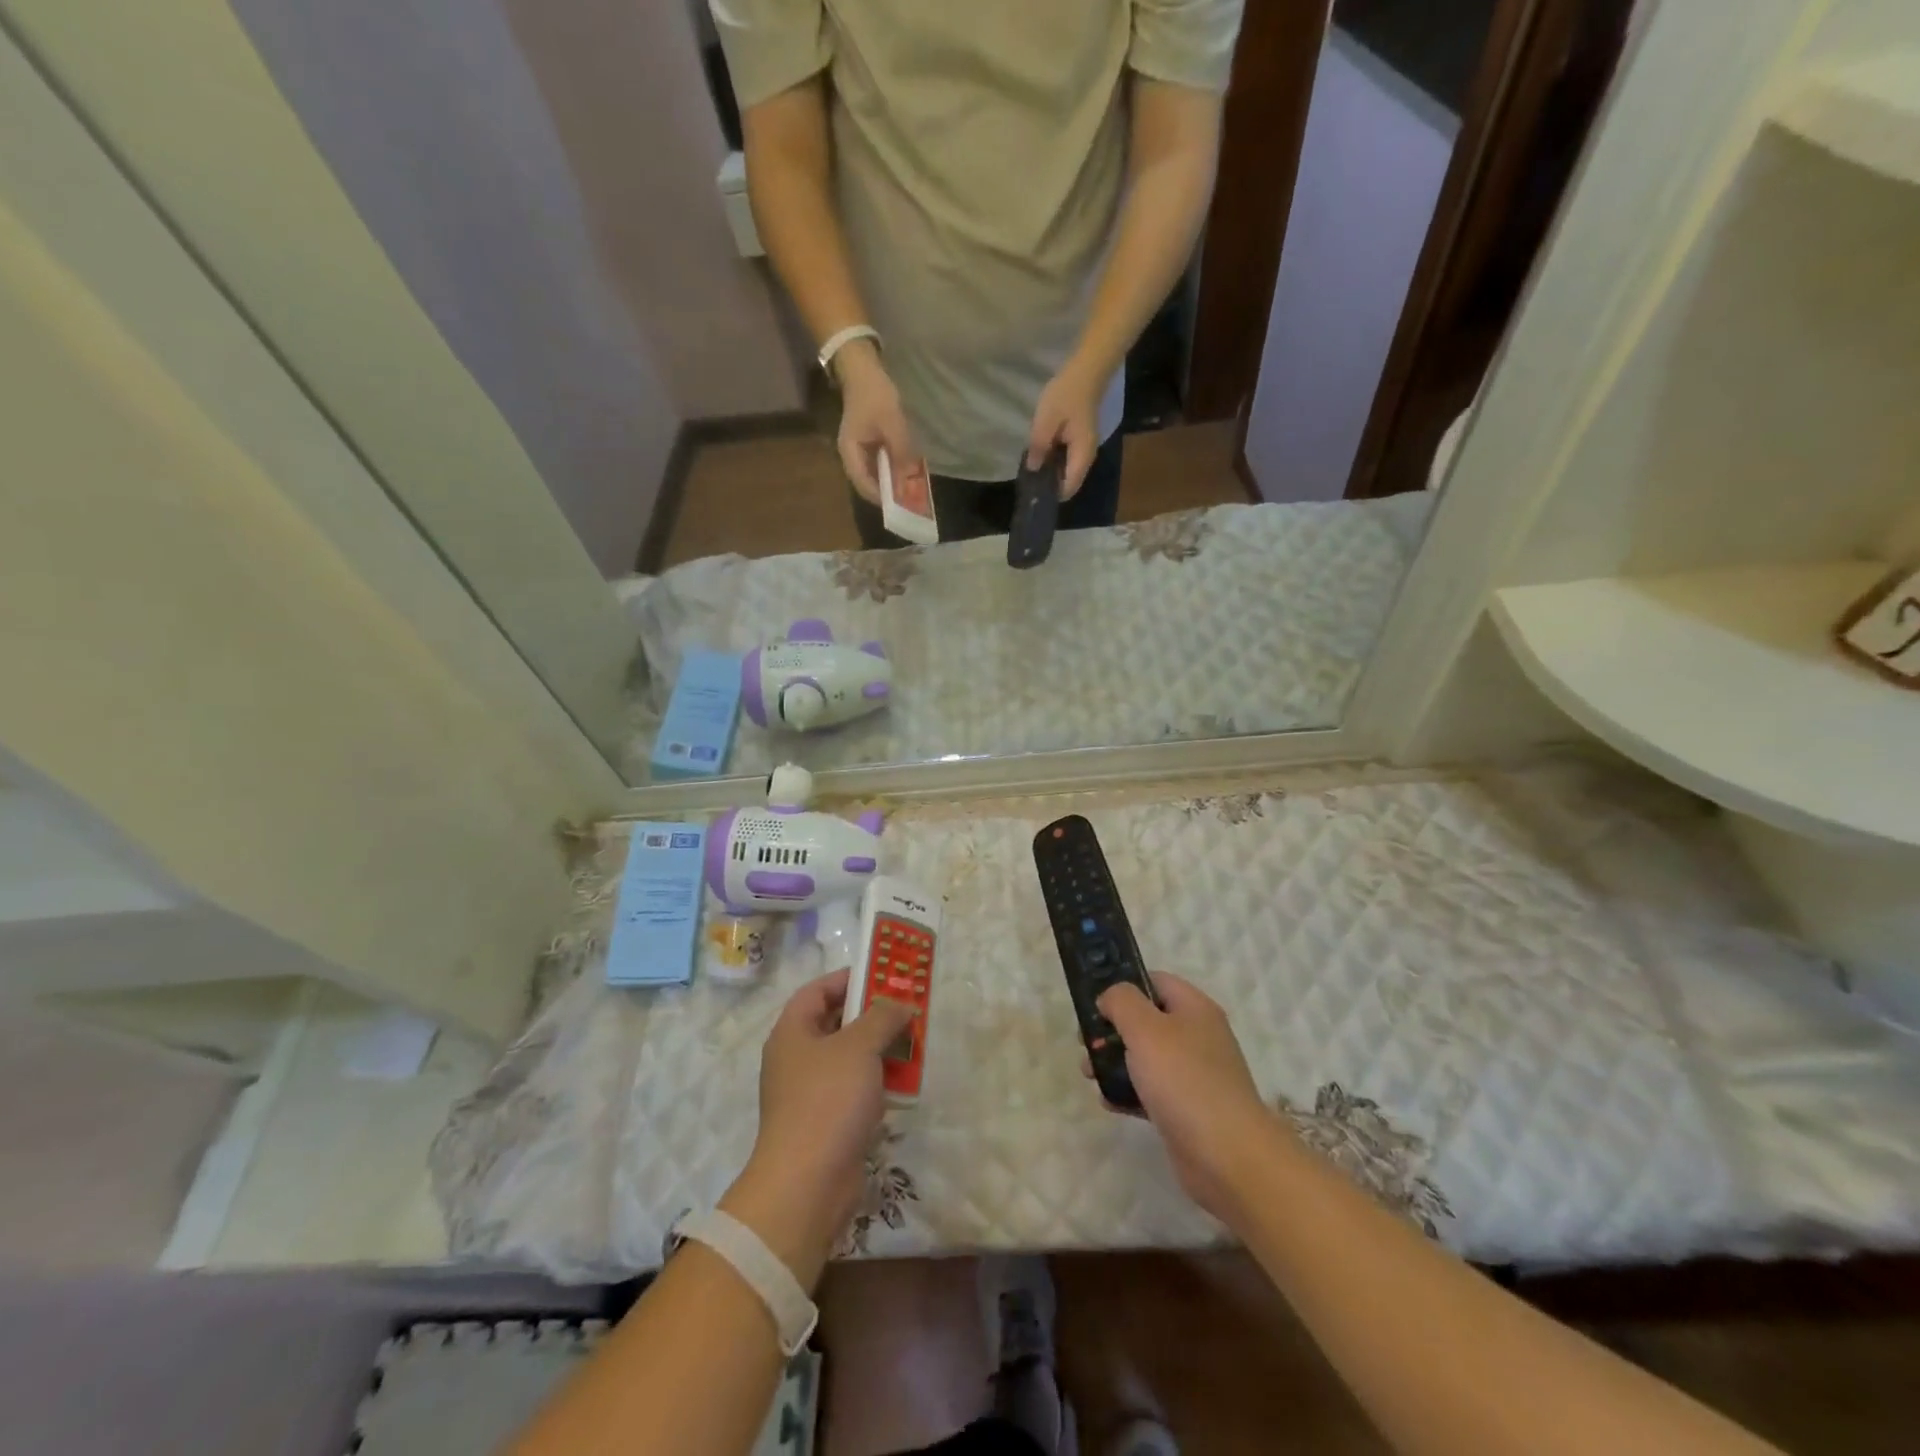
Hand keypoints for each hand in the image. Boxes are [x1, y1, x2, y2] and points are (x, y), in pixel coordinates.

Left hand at [722, 968, 913, 1285]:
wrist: (807, 1185)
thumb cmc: (828, 1101)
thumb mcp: (859, 1047)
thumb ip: (882, 1017)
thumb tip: (900, 1003)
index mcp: (792, 1032)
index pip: (817, 990)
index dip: (849, 979)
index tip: (883, 976)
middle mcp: (796, 1058)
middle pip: (835, 1023)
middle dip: (872, 1015)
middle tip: (905, 1008)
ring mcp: (809, 1093)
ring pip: (848, 1058)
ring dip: (880, 1049)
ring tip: (913, 1042)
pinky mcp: (826, 1123)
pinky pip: (854, 1089)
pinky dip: (877, 1082)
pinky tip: (904, 1083)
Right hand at [835, 343, 922, 504]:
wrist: (863, 369)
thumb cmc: (874, 394)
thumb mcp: (891, 423)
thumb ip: (901, 451)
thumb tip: (910, 479)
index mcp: (850, 453)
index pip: (864, 485)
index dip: (883, 497)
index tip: (902, 505)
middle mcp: (852, 456)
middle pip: (870, 483)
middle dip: (890, 492)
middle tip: (911, 500)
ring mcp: (860, 451)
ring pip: (876, 475)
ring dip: (893, 481)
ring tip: (912, 488)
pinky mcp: (868, 444)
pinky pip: (881, 463)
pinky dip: (894, 469)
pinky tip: (908, 470)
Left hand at [1027, 360, 1104, 499]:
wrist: (1087, 371)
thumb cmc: (1067, 394)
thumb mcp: (1047, 420)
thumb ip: (1038, 446)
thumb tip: (1032, 469)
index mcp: (1081, 455)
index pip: (1069, 488)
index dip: (1051, 494)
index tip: (1033, 492)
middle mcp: (1086, 457)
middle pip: (1069, 482)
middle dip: (1050, 485)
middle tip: (1028, 481)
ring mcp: (1085, 449)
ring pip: (1068, 471)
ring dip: (1051, 472)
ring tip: (1031, 468)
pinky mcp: (1081, 441)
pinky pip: (1068, 460)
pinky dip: (1055, 461)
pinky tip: (1041, 454)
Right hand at [1089, 973, 1276, 1224]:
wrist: (1228, 1158)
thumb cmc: (1184, 1081)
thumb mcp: (1145, 1028)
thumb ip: (1121, 1001)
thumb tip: (1110, 998)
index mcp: (1194, 1008)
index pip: (1154, 981)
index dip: (1123, 986)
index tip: (1094, 1004)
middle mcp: (1197, 1036)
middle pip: (1146, 1020)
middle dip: (1112, 1029)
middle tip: (1085, 1042)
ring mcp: (1194, 1075)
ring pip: (1146, 1057)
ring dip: (1115, 1062)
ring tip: (1089, 1074)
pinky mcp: (1187, 1110)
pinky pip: (1151, 1091)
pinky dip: (1129, 1092)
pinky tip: (1109, 1102)